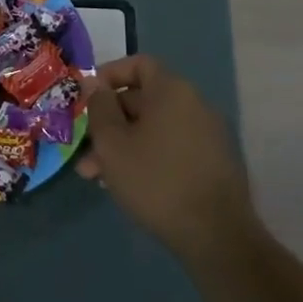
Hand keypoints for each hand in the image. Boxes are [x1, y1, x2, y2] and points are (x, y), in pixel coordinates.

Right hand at [76, 55, 256, 261]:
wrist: (217, 237)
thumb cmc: (156, 180)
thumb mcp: (112, 143)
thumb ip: (99, 108)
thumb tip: (94, 85)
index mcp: (172, 91)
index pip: (138, 64)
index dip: (108, 75)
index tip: (87, 98)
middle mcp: (194, 105)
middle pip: (142, 100)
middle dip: (109, 121)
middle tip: (85, 147)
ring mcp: (207, 135)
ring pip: (153, 129)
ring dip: (123, 145)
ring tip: (96, 175)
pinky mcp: (212, 163)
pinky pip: (170, 147)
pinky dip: (146, 157)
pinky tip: (126, 185)